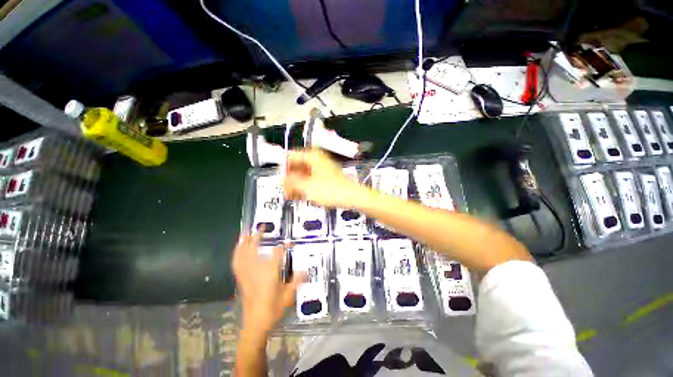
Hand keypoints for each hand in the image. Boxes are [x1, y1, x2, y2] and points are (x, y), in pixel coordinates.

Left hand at [232, 231, 302, 334]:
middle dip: (257, 237)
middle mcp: (256, 271)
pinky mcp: (241, 279)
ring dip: (244, 243)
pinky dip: (236, 253)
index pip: (277, 254)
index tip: (288, 241)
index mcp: (270, 274)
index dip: (283, 246)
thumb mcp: (289, 296)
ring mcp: (246, 275)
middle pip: (254, 250)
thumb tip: (305, 269)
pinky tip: (238, 249)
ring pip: (242, 255)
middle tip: (261, 228)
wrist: (255, 324)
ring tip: (246, 233)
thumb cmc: (273, 310)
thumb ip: (297, 281)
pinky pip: (236, 263)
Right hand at [283, 149, 366, 208]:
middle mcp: (317, 159)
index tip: (281, 182)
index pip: (290, 157)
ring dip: (297, 185)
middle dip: (290, 180)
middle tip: (286, 192)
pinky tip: (302, 196)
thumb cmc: (331, 190)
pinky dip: (305, 187)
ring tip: (293, 197)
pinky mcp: (325, 177)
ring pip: (303, 174)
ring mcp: (322, 168)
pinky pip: (311, 179)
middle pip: (296, 166)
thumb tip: (282, 179)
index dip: (283, 169)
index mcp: (312, 156)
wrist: (352, 197)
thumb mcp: (307, 186)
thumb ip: (291, 182)